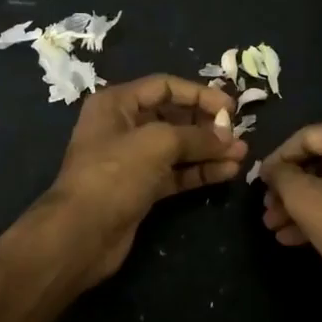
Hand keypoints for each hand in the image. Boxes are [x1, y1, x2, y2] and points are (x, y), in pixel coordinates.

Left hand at [36, 73, 246, 288]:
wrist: (80, 234)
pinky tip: (227, 172)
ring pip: (177, 147)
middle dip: (207, 125)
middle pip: (173, 116)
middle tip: (237, 134)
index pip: (165, 87)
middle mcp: (123, 126)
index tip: (230, 108)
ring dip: (208, 150)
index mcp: (117, 103)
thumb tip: (228, 137)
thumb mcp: (157, 143)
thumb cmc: (114, 174)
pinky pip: (176, 172)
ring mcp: (132, 159)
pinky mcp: (141, 188)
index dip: (199, 94)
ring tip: (241, 155)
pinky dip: (200, 171)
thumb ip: (196, 136)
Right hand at [258, 118, 321, 289]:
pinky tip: (302, 237)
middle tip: (269, 211)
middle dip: (290, 190)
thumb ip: (281, 176)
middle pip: (321, 162)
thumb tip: (273, 169)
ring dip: (307, 204)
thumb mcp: (304, 200)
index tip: (259, 183)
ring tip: (279, 229)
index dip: (276, 161)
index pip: (303, 138)